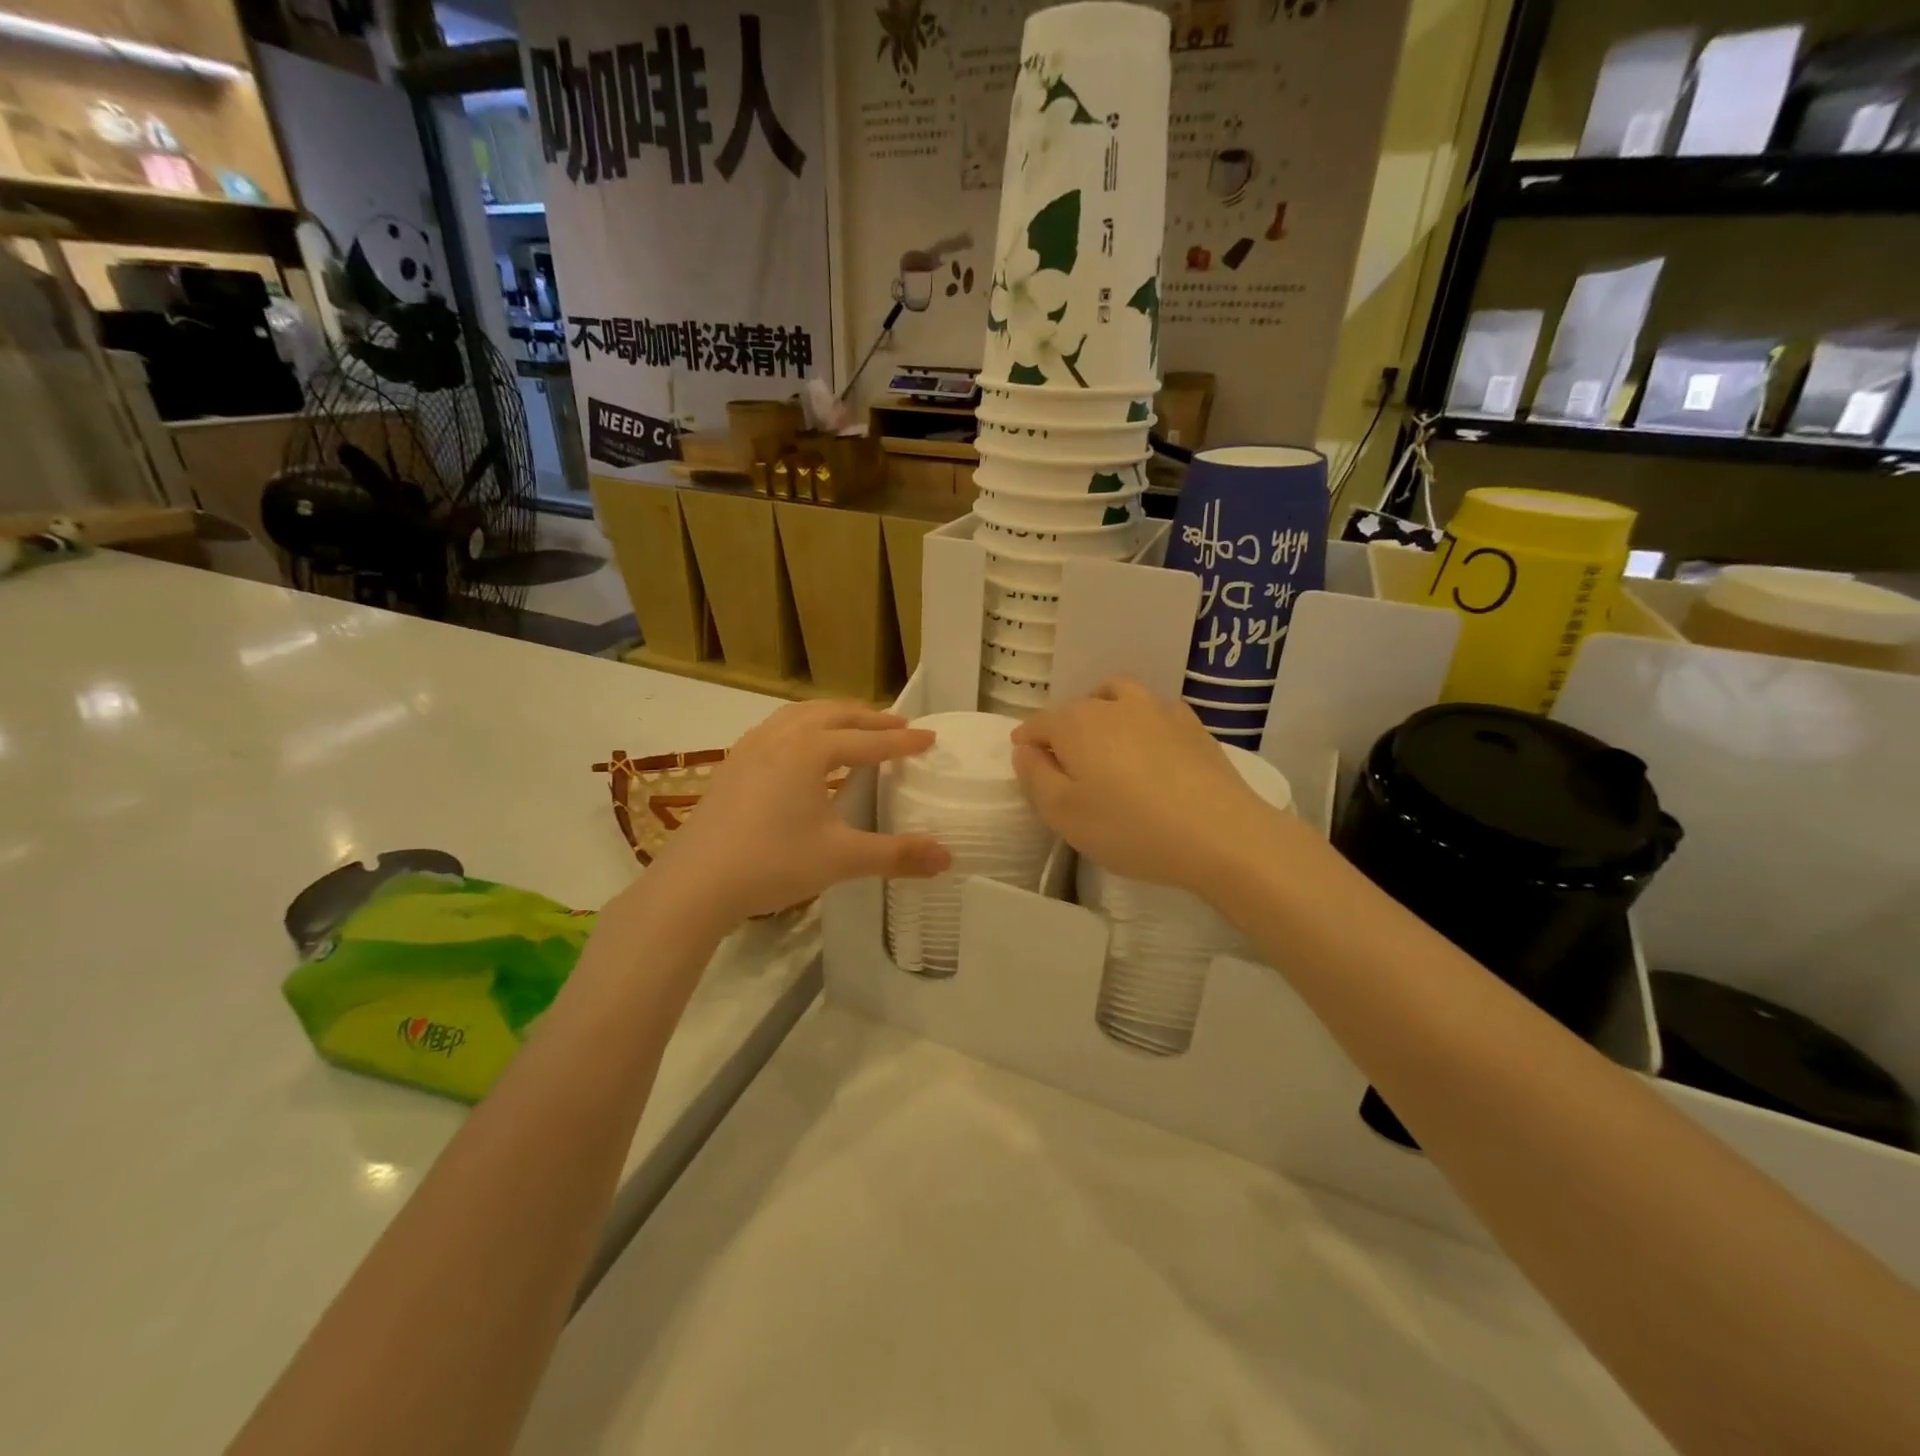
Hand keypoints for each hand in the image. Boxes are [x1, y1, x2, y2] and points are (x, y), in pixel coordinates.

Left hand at [653, 702, 950, 922]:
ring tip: (854, 726)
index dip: (902, 740)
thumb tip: (948, 857)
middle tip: (898, 724)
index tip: (930, 738)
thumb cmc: (772, 863)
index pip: (868, 741)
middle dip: (870, 719)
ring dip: (834, 716)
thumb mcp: (841, 858)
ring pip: (800, 715)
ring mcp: (751, 747)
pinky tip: (801, 748)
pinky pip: (777, 728)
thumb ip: (896, 854)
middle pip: (834, 715)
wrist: (694, 883)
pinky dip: (803, 727)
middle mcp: (781, 736)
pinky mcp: (732, 764)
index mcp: (810, 750)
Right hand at [1011, 679, 1273, 893]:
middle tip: (1066, 768)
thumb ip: (1034, 777)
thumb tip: (1026, 750)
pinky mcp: (1192, 725)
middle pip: (1076, 709)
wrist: (1221, 834)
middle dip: (1063, 731)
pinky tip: (1150, 753)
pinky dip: (1140, 724)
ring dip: (1102, 715)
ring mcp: (1158, 709)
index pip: (1038, 723)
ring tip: (1106, 748)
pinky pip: (1153, 712)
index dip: (1026, 742)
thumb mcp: (1063, 814)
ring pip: (1116, 698)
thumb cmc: (1129, 827)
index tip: (1026, 763)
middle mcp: (1114, 704)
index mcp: (1076, 723)